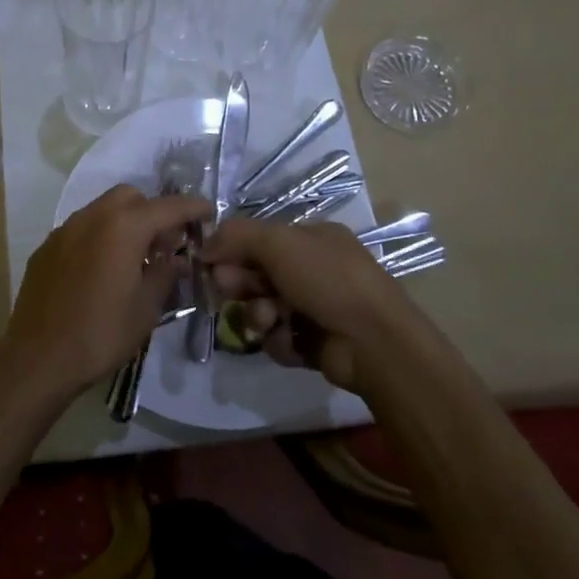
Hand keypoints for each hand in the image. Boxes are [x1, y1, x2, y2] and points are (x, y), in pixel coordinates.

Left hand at [4, 185, 211, 398]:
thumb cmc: (101, 333)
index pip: (167, 207)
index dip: (192, 208)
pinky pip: (81, 229)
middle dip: (153, 212)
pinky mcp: (47, 247)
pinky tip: (102, 270)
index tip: (208, 212)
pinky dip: (99, 237)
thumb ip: (164, 275)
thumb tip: (176, 260)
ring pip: (103, 210)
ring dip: (124, 223)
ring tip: (135, 257)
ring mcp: (65, 230)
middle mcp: (92, 217)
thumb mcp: (146, 308)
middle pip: (131, 198)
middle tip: (166, 243)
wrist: (39, 357)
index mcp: (123, 227)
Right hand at [202, 219, 417, 389]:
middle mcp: (313, 269)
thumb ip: (236, 236)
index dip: (232, 250)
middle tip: (232, 291)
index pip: (259, 239)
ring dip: (258, 314)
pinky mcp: (313, 342)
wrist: (373, 342)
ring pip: (263, 308)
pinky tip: (291, 341)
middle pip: (257, 274)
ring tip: (269, 321)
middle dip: (241, 284)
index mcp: (311, 238)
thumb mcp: (278, 242)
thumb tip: (204, 246)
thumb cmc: (327, 279)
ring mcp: (314, 307)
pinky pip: (278, 337)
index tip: (210, 263)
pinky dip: (279, 340)